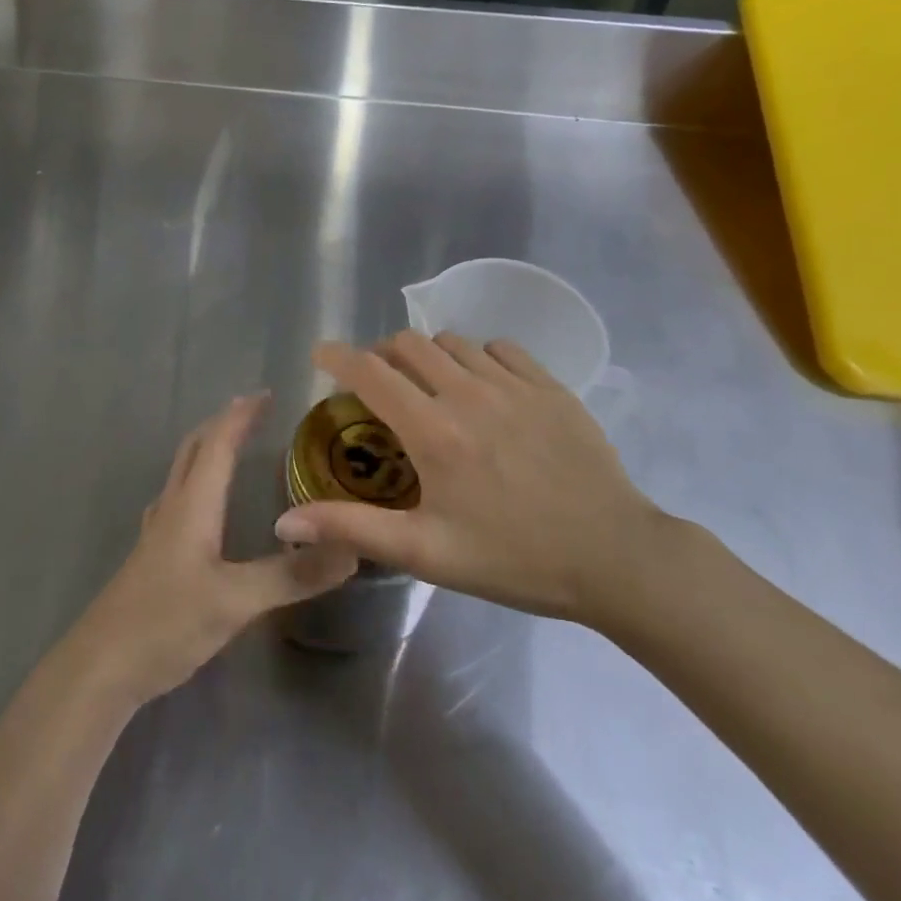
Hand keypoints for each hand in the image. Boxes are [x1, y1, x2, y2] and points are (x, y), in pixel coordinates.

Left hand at [65, 393, 357, 706]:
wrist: (102, 667)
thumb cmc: (166, 622)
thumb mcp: (236, 600)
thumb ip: (292, 576)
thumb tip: (351, 548)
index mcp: (193, 503)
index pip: (218, 442)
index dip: (241, 415)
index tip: (269, 394)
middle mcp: (173, 507)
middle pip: (194, 448)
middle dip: (223, 424)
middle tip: (255, 413)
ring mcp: (158, 532)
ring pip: (184, 473)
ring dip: (209, 450)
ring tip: (236, 449)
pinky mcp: (153, 556)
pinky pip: (179, 500)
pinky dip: (199, 483)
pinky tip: (206, 506)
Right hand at [272, 332, 668, 626]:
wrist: (616, 558)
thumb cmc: (514, 559)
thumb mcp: (427, 553)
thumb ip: (353, 528)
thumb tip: (285, 523)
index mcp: (434, 432)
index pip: (371, 372)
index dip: (338, 356)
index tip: (321, 355)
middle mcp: (469, 393)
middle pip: (408, 343)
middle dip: (383, 354)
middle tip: (380, 384)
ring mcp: (514, 384)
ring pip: (453, 342)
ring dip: (429, 356)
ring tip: (431, 388)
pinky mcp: (550, 385)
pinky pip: (500, 348)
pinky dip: (478, 358)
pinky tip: (484, 389)